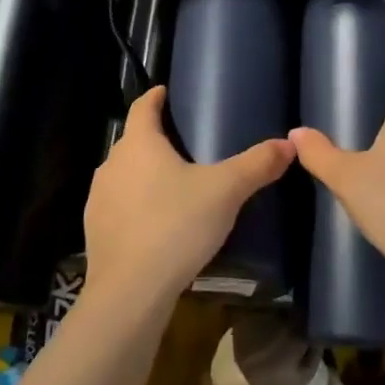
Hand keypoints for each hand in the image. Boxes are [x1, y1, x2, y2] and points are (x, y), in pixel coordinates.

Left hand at [83, 86, 294, 306]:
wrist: (130, 292)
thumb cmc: (176, 226)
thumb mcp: (226, 191)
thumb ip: (257, 165)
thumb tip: (289, 143)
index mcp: (139, 144)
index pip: (143, 107)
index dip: (155, 97)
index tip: (166, 92)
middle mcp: (112, 164)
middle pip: (133, 141)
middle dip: (154, 138)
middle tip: (183, 142)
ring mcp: (98, 198)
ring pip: (123, 174)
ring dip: (142, 173)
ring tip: (171, 183)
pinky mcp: (94, 231)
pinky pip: (117, 205)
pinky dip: (134, 205)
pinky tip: (154, 222)